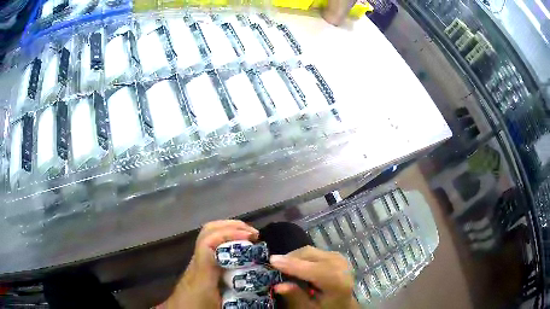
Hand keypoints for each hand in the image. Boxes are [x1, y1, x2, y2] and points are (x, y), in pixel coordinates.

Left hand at [161, 220, 258, 308]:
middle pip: (206, 232)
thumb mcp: (222, 306)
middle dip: (230, 226)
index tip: (250, 237)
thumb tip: (260, 294)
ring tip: (247, 236)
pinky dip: (224, 239)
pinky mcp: (198, 265)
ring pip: (206, 235)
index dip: (229, 234)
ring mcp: (196, 262)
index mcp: (202, 274)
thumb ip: (239, 300)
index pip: (208, 243)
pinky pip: (210, 245)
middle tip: (253, 234)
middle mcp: (197, 262)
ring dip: (227, 230)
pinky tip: (237, 248)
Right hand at [270, 246, 358, 308]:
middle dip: (289, 259)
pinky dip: (300, 257)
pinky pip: (313, 251)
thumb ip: (296, 296)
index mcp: (337, 281)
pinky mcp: (334, 254)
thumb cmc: (326, 307)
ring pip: (309, 251)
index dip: (292, 265)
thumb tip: (278, 286)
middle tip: (273, 267)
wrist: (343, 303)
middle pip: (309, 255)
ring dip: (293, 257)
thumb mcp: (311, 307)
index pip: (313, 270)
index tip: (271, 261)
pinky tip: (295, 266)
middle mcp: (340, 265)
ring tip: (283, 268)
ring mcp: (338, 257)